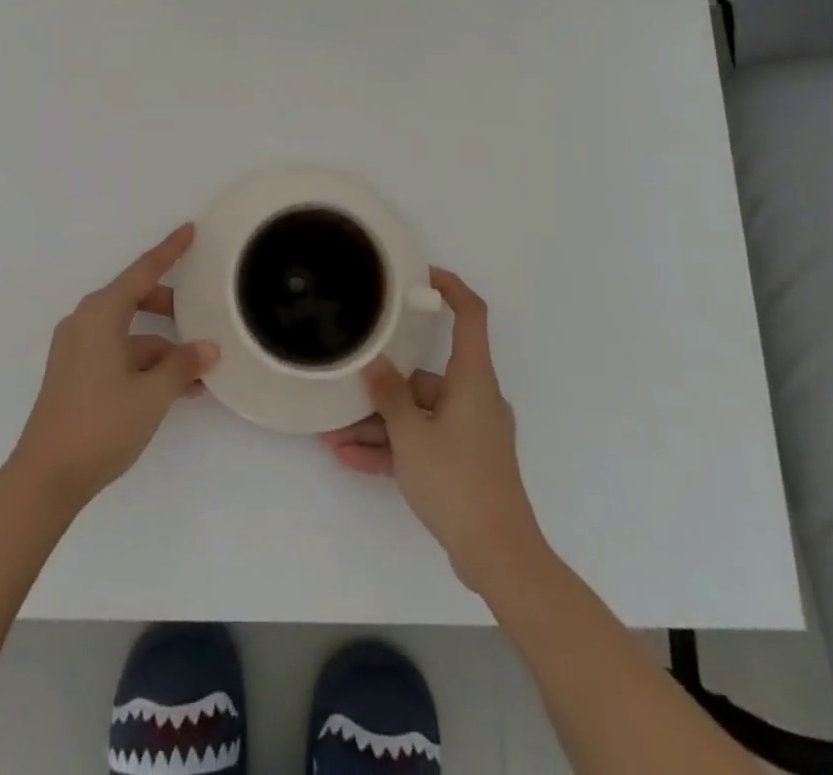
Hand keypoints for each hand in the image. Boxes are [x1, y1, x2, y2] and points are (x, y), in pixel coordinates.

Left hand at [11, 224, 218, 511]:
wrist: (45, 479)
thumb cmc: (99, 425)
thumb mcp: (151, 395)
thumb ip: (182, 365)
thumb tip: (208, 348)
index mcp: (100, 314)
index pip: (143, 271)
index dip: (169, 250)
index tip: (189, 229)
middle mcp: (85, 322)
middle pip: (136, 299)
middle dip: (171, 307)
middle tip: (202, 315)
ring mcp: (77, 349)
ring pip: (130, 332)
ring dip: (163, 347)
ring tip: (198, 372)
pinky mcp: (75, 373)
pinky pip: (118, 352)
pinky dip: (145, 363)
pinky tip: (175, 389)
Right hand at [320, 268, 546, 592]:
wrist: (499, 555)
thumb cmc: (457, 481)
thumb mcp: (411, 434)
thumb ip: (389, 396)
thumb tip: (374, 363)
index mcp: (472, 378)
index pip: (470, 315)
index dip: (450, 288)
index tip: (420, 276)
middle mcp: (474, 397)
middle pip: (426, 376)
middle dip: (382, 389)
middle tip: (344, 392)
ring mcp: (470, 432)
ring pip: (418, 415)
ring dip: (379, 426)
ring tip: (333, 437)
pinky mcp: (464, 462)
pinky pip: (423, 442)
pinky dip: (394, 449)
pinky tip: (351, 459)